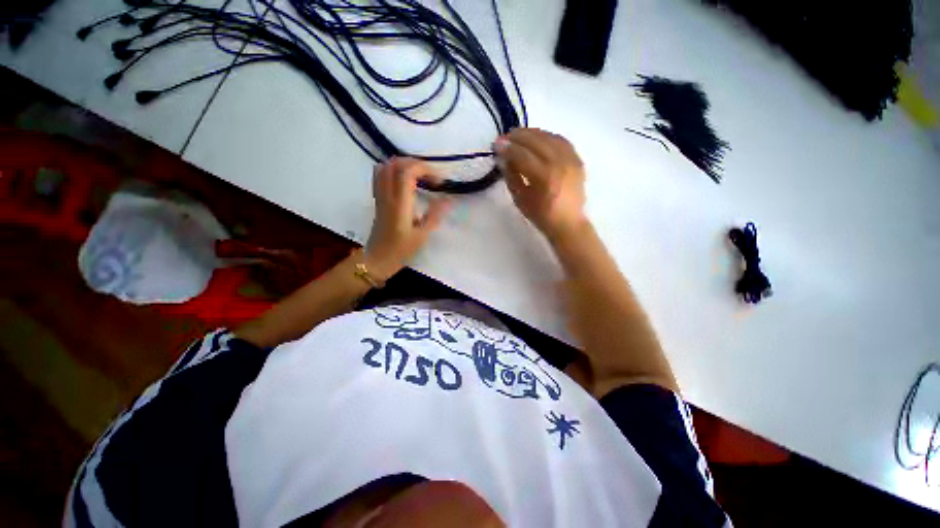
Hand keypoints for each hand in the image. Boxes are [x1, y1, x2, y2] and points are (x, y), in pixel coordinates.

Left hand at [364, 157, 451, 280]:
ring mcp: (380, 195)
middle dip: (416, 163)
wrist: (377, 259)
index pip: (408, 172)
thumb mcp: (422, 235)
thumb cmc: (401, 250)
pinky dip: (393, 170)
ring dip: (404, 165)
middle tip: (431, 176)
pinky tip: (403, 180)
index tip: (439, 182)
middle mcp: (387, 195)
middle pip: (396, 163)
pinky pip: (380, 175)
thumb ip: (435, 215)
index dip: (426, 169)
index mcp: (399, 203)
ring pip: (386, 166)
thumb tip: (449, 199)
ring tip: (419, 175)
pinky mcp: (377, 199)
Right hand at [495, 128, 586, 241]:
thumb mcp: (520, 199)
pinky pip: (561, 140)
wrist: (568, 223)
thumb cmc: (541, 216)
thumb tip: (503, 158)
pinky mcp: (577, 159)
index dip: (507, 148)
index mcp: (544, 178)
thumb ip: (511, 176)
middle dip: (517, 136)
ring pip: (549, 137)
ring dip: (531, 133)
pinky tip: (538, 138)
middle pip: (536, 141)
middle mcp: (559, 164)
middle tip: (505, 137)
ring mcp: (571, 160)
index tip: (496, 144)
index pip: (522, 155)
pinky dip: (547, 136)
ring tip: (518, 135)